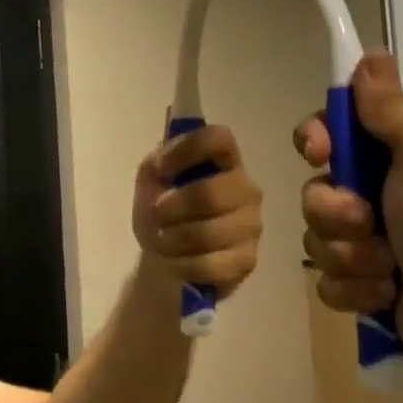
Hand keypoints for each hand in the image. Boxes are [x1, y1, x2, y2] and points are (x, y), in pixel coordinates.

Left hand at [131, 124, 262, 301]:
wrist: (163, 256)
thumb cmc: (161, 209)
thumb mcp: (151, 178)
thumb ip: (160, 157)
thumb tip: (168, 138)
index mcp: (225, 159)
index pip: (219, 139)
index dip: (187, 150)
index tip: (160, 168)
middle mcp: (246, 188)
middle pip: (212, 193)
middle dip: (173, 207)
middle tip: (156, 214)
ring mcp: (251, 225)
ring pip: (209, 233)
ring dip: (174, 239)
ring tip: (163, 240)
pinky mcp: (247, 259)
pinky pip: (212, 264)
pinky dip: (184, 264)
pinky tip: (177, 261)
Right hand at [295, 54, 402, 370]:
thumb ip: (389, 106)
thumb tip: (371, 55)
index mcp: (391, 156)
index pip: (329, 134)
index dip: (315, 140)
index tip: (321, 152)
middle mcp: (375, 195)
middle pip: (314, 192)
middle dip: (336, 212)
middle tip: (369, 222)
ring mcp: (367, 244)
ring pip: (317, 241)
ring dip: (351, 256)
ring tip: (390, 268)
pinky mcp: (364, 288)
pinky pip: (328, 283)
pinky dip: (357, 290)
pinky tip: (388, 293)